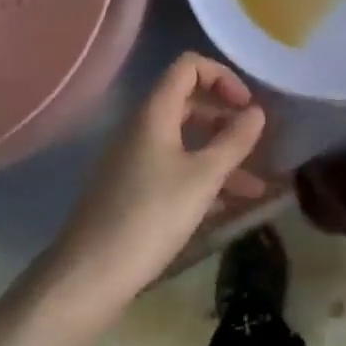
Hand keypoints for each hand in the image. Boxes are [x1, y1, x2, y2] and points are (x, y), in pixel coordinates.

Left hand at [46, 54, 266, 315]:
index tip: (246, 106)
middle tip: (254, 141)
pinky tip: (228, 207)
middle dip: (225, 118)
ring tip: (255, 186)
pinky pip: (174, 169)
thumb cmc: (150, 217)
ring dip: (220, 155)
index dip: (222, 76)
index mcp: (155, 113)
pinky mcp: (132, 191)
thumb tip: (257, 112)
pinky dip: (202, 178)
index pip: (189, 67)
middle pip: (189, 102)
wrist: (87, 278)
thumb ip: (234, 141)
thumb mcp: (203, 178)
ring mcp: (134, 160)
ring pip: (185, 142)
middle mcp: (142, 128)